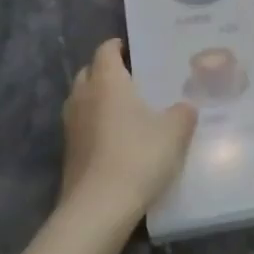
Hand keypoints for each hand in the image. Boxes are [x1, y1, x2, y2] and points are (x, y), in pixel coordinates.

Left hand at [59, 39, 197, 225]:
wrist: (99, 207)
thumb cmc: (138, 156)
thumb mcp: (175, 132)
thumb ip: (183, 113)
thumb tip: (185, 106)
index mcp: (107, 81)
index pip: (106, 51)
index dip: (117, 46)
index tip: (130, 48)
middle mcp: (84, 96)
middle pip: (89, 72)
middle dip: (105, 71)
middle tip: (130, 78)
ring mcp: (71, 125)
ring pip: (81, 99)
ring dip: (97, 98)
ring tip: (123, 108)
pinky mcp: (68, 152)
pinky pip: (81, 126)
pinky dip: (94, 124)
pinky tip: (114, 138)